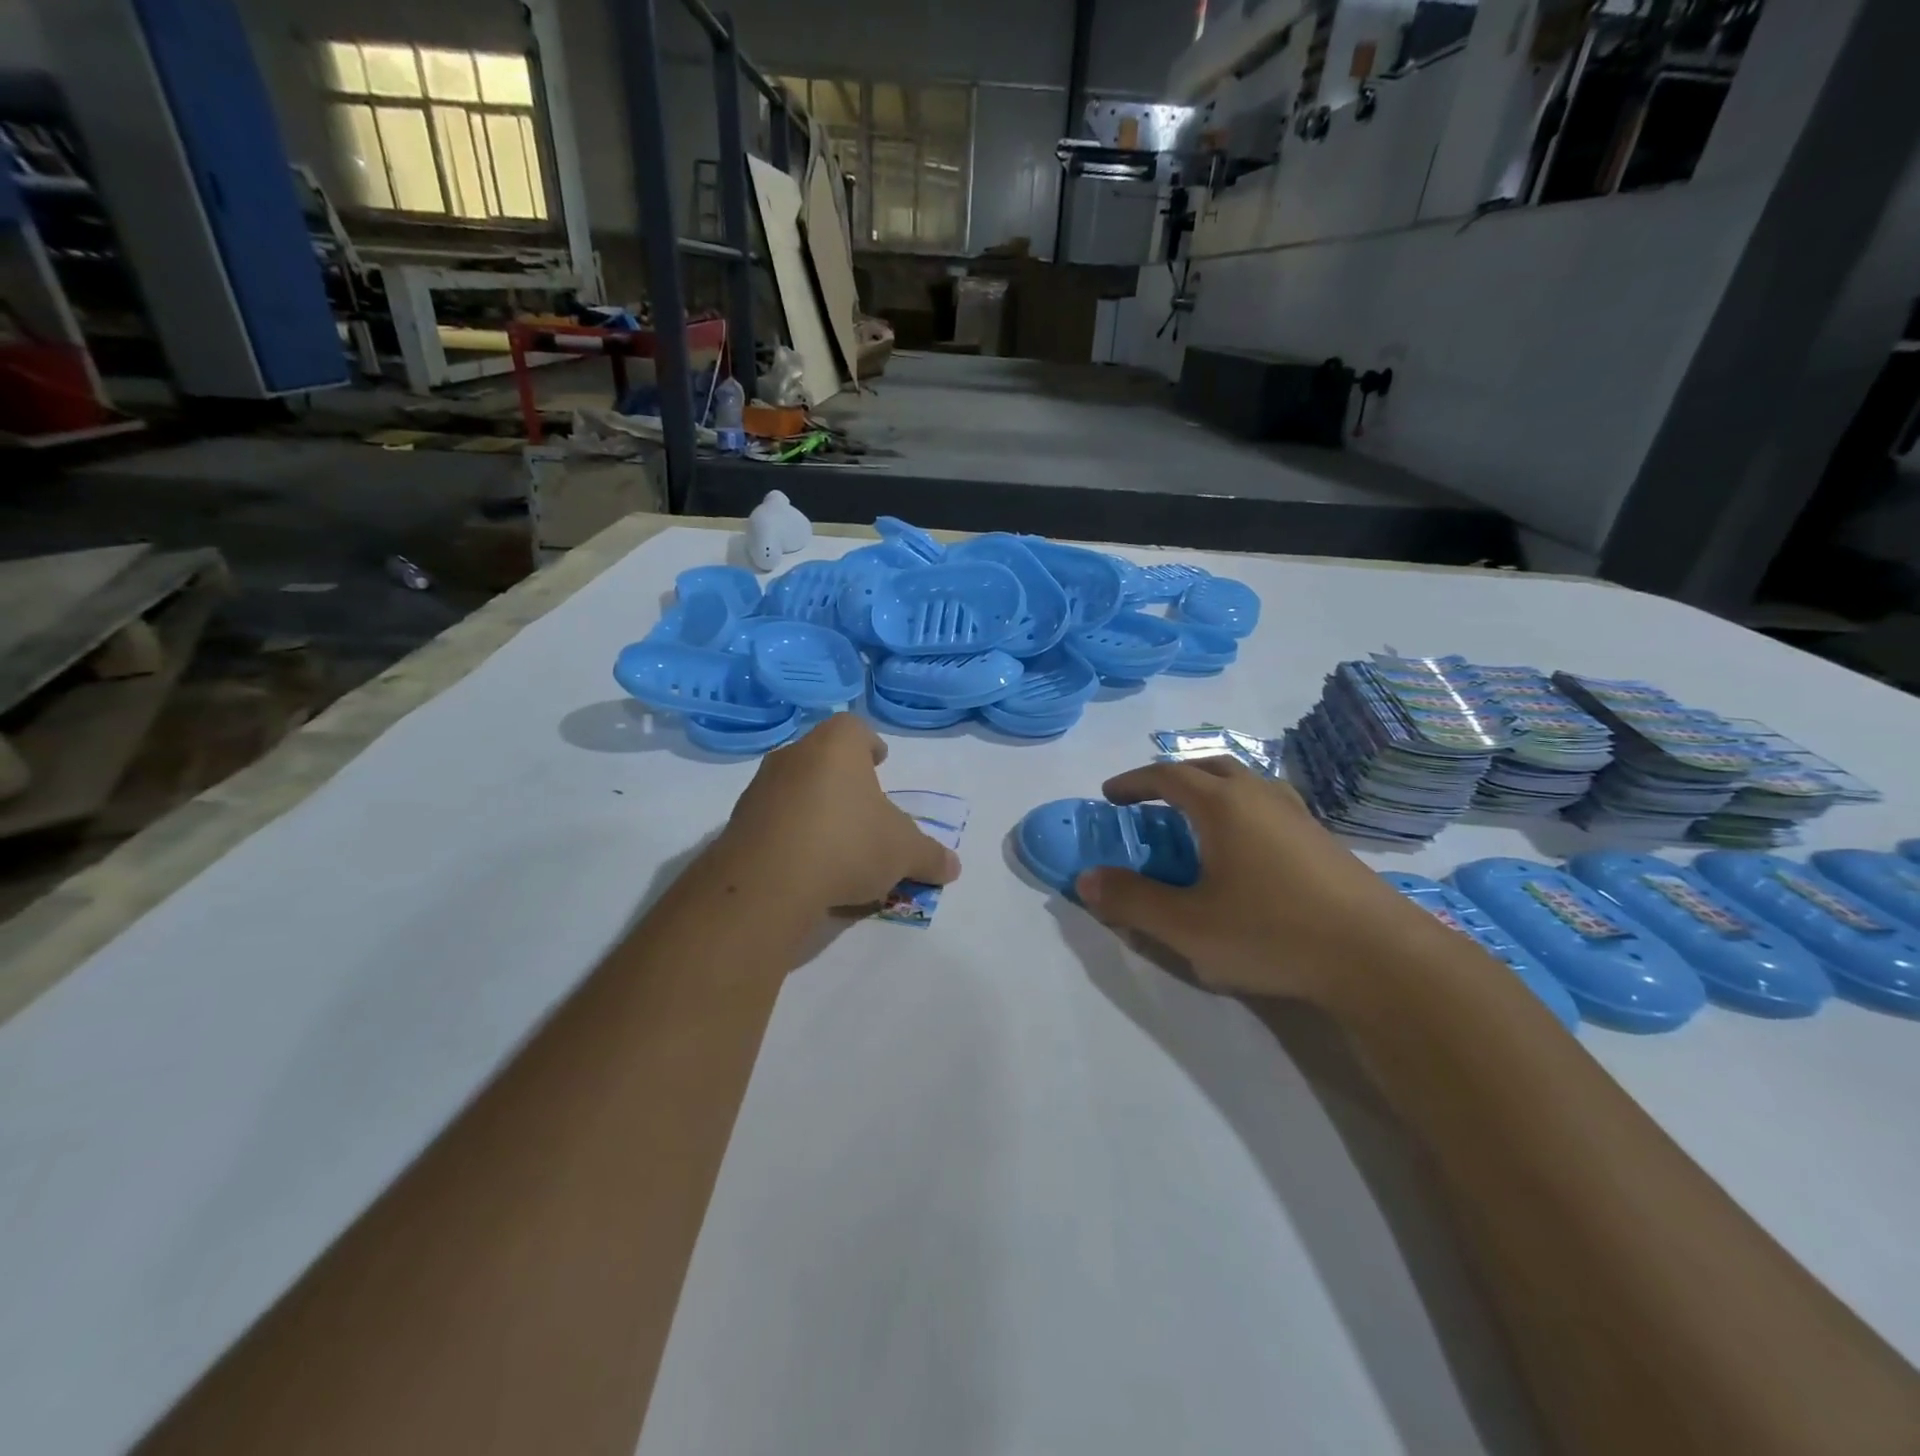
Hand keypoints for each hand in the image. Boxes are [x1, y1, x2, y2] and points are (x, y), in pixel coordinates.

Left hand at [713, 713, 960, 913]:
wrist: (768, 882)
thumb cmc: (848, 845)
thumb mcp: (903, 853)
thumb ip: (930, 856)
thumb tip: (953, 867)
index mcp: (836, 746)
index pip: (854, 728)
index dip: (869, 743)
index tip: (879, 762)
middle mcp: (794, 755)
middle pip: (822, 757)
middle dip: (842, 778)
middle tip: (861, 806)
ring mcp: (760, 787)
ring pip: (794, 787)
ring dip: (813, 805)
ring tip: (834, 841)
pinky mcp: (737, 822)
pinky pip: (772, 819)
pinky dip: (789, 832)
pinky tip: (804, 863)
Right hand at [1075, 757, 1444, 1001]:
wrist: (1379, 956)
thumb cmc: (1272, 933)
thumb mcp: (1187, 926)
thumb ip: (1132, 901)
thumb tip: (1086, 879)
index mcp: (1223, 805)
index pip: (1167, 776)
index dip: (1133, 782)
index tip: (1110, 796)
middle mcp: (1260, 796)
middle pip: (1210, 765)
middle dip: (1173, 776)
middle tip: (1151, 800)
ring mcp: (1298, 815)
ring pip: (1246, 782)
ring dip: (1212, 788)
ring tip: (1197, 818)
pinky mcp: (1323, 840)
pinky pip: (1269, 804)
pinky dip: (1241, 809)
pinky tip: (1245, 849)